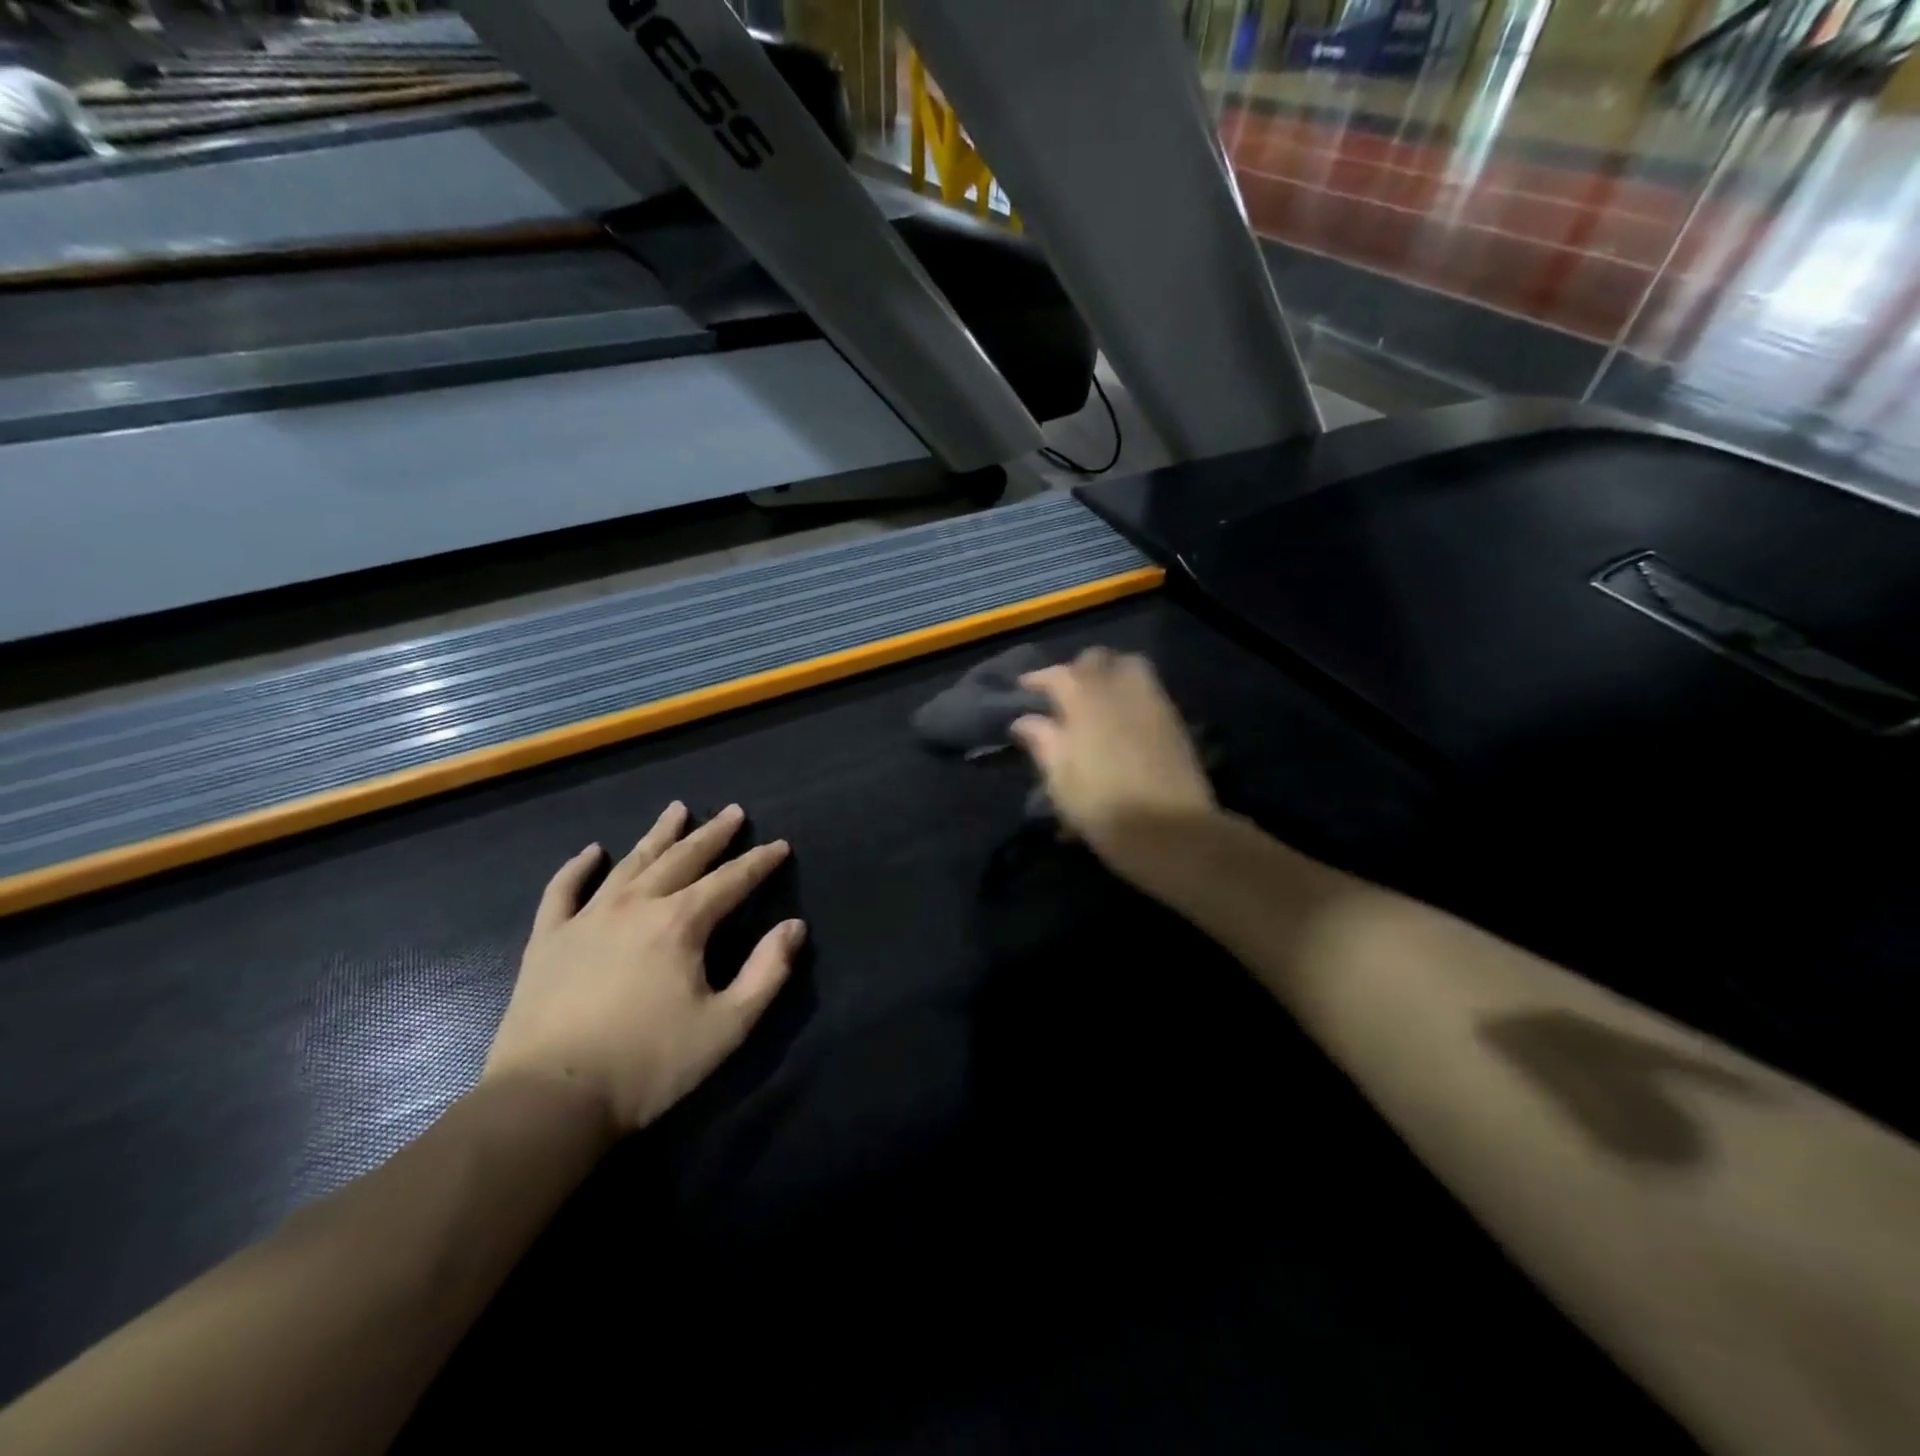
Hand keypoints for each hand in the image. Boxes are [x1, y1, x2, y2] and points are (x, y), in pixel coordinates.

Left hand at [483, 802, 804, 1137]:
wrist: (549, 1100)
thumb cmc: (648, 1065)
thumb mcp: (726, 1026)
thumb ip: (767, 972)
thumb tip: (794, 927)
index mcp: (681, 923)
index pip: (731, 880)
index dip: (759, 862)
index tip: (779, 845)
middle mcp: (636, 905)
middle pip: (683, 858)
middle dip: (713, 834)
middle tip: (733, 812)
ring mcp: (587, 918)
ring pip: (630, 863)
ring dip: (658, 835)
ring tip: (677, 809)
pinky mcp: (547, 940)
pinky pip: (562, 891)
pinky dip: (577, 867)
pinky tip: (591, 851)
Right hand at [1012, 649, 1215, 882]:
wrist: (1171, 831)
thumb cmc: (1102, 807)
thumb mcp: (1060, 779)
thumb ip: (1043, 742)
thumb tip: (1025, 720)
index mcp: (1086, 700)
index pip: (1058, 674)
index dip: (1039, 678)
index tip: (1025, 687)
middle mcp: (1120, 690)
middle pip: (1098, 659)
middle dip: (1078, 669)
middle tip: (1064, 693)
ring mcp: (1153, 702)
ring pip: (1130, 667)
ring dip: (1110, 674)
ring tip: (1097, 699)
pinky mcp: (1174, 721)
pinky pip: (1149, 691)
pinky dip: (1131, 694)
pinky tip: (1123, 719)